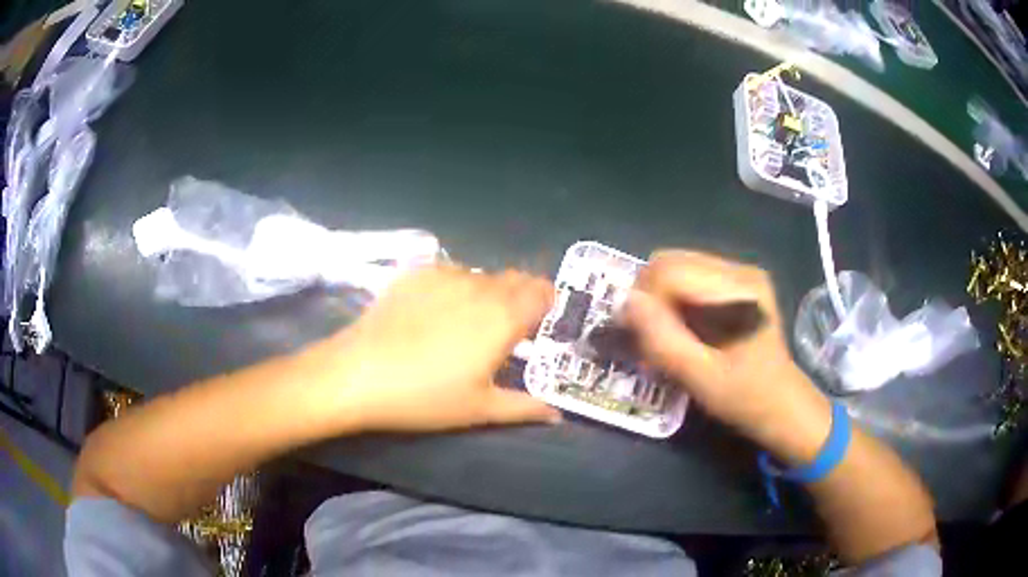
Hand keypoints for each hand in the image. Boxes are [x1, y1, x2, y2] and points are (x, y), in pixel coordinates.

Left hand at [319, 265, 560, 432]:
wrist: (360, 373)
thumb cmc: (426, 397)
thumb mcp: (480, 409)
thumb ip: (524, 408)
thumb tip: (556, 415)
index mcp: (504, 317)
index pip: (542, 292)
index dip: (547, 303)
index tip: (541, 322)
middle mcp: (481, 287)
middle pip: (515, 278)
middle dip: (521, 296)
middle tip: (509, 325)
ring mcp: (446, 275)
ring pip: (482, 275)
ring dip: (487, 292)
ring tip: (469, 320)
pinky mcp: (416, 273)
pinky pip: (450, 272)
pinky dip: (455, 286)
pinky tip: (435, 310)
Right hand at [623, 250, 826, 443]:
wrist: (780, 402)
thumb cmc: (744, 396)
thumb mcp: (700, 378)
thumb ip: (663, 340)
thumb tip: (626, 301)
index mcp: (739, 289)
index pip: (670, 271)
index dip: (645, 301)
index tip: (639, 337)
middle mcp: (739, 269)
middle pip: (670, 262)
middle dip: (650, 298)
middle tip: (649, 337)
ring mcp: (738, 272)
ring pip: (674, 267)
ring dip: (660, 300)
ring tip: (667, 336)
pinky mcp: (735, 281)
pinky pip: (687, 277)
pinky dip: (674, 301)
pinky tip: (683, 329)